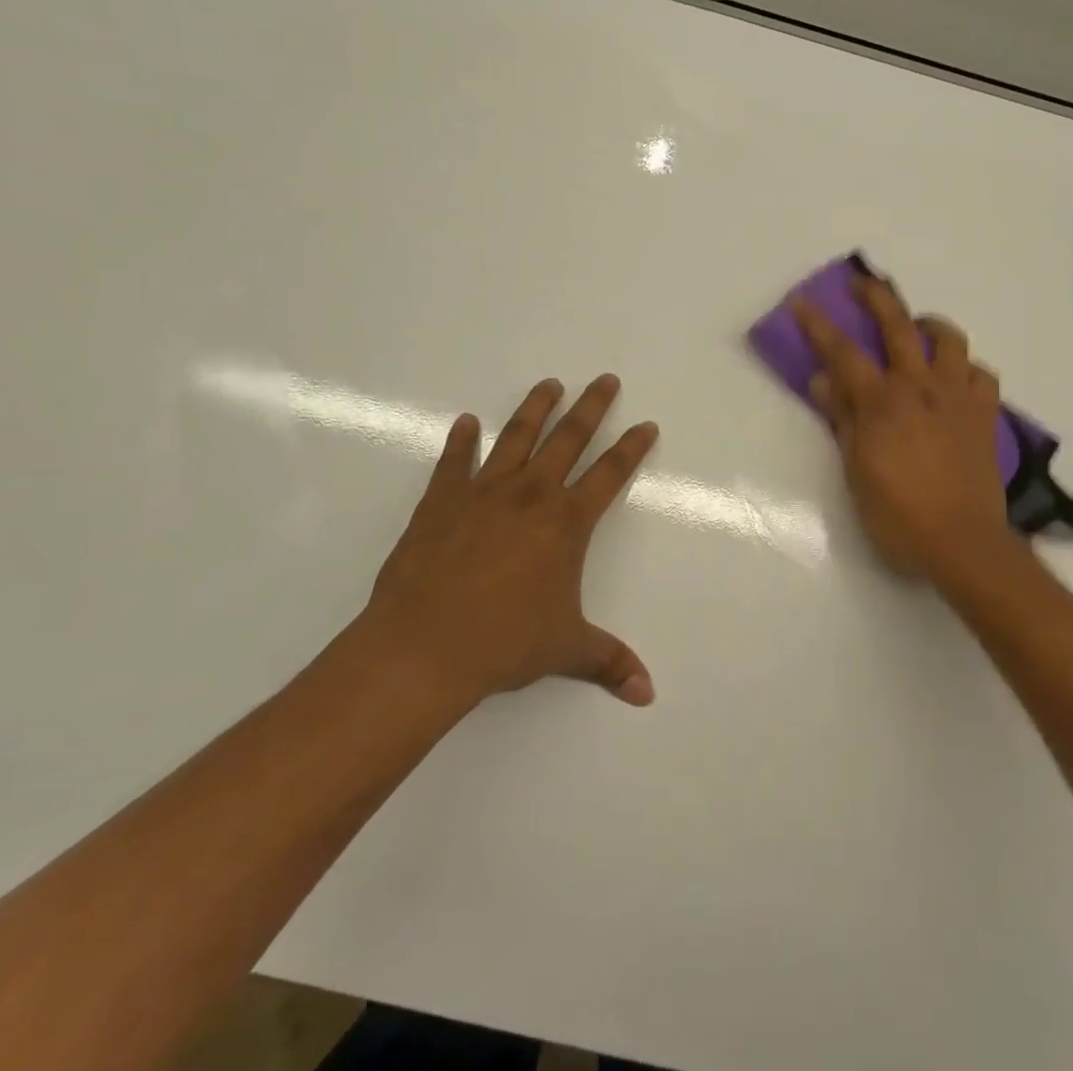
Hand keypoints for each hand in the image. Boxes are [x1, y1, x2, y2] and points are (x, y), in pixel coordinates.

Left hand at [364, 375, 659, 707]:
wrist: (424, 647)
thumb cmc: (504, 643)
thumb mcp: (566, 649)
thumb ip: (609, 662)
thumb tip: (647, 693)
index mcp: (567, 523)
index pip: (611, 474)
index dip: (632, 448)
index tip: (646, 424)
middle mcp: (531, 495)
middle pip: (569, 438)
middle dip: (592, 407)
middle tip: (605, 380)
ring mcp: (484, 492)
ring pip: (517, 436)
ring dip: (536, 408)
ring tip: (549, 384)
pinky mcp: (441, 500)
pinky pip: (455, 461)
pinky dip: (461, 441)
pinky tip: (467, 423)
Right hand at [791, 279, 1015, 579]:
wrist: (964, 544)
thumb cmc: (898, 514)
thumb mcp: (856, 470)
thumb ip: (842, 419)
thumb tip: (822, 380)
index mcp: (882, 402)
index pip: (843, 353)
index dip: (818, 325)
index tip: (801, 302)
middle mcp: (921, 387)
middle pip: (898, 326)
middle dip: (877, 297)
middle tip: (861, 283)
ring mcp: (958, 397)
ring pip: (949, 339)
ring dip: (929, 324)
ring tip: (916, 328)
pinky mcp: (985, 415)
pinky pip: (981, 374)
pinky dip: (966, 368)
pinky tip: (955, 378)